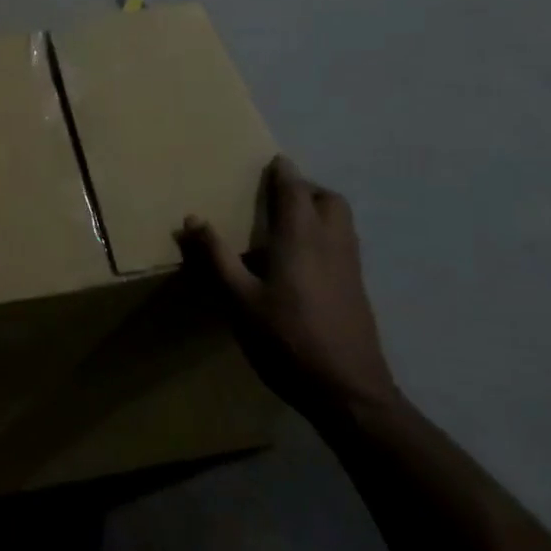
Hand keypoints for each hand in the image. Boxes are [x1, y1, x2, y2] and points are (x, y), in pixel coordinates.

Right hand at [178, 157, 398, 420]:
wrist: (348, 389)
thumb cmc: (287, 338)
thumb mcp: (239, 300)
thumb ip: (216, 257)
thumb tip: (192, 219)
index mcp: (301, 237)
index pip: (295, 189)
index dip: (284, 172)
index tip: (272, 161)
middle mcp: (332, 241)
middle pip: (328, 199)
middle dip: (306, 189)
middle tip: (279, 196)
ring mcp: (350, 265)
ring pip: (341, 220)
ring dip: (319, 210)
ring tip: (288, 225)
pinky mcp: (357, 287)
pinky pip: (343, 243)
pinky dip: (326, 234)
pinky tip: (303, 262)